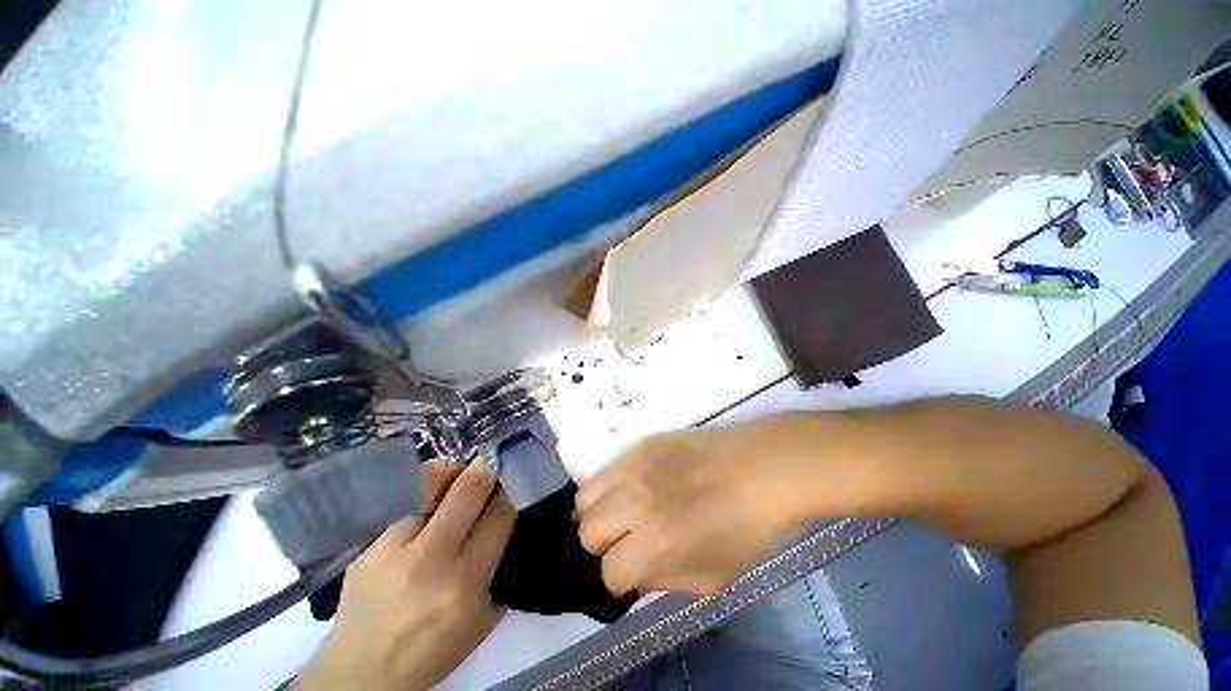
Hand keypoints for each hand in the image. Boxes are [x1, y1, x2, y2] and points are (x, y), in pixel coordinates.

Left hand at [295, 459, 514, 690]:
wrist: (362, 671)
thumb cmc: (433, 649)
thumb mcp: (482, 619)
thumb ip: (499, 567)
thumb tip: (507, 517)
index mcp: (464, 582)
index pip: (499, 515)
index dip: (511, 487)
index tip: (517, 472)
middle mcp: (429, 558)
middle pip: (468, 489)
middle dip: (489, 465)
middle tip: (497, 454)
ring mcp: (392, 546)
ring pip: (428, 481)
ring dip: (452, 470)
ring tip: (459, 472)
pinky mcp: (366, 542)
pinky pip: (400, 496)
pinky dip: (420, 487)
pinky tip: (428, 493)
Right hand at [575, 414, 826, 596]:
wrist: (761, 467)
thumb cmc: (747, 527)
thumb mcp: (713, 575)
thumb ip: (666, 580)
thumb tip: (635, 575)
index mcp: (657, 545)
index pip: (610, 573)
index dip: (619, 579)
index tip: (630, 572)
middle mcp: (636, 504)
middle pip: (587, 532)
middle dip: (600, 546)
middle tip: (621, 541)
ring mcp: (636, 468)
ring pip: (585, 496)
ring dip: (596, 513)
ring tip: (617, 512)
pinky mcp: (641, 444)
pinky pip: (606, 469)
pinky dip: (607, 485)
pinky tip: (629, 487)